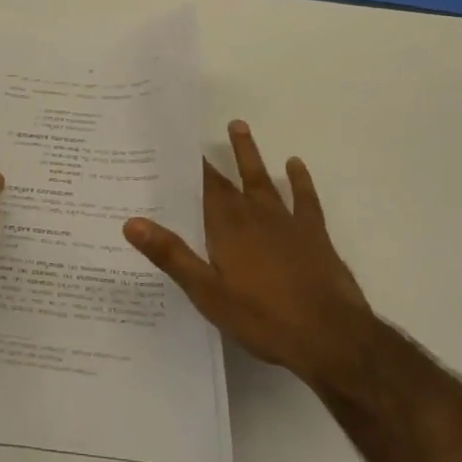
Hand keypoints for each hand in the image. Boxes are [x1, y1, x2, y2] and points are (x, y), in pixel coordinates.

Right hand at [124, 121, 372, 389]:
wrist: (330, 335)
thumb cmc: (263, 318)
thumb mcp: (208, 293)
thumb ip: (171, 255)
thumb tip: (132, 223)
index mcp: (227, 228)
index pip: (204, 189)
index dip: (191, 167)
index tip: (177, 145)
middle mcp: (254, 215)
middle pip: (229, 181)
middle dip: (212, 160)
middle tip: (198, 134)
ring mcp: (287, 222)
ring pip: (263, 179)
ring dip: (249, 154)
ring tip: (238, 126)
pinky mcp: (314, 234)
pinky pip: (304, 198)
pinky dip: (299, 180)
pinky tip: (294, 164)